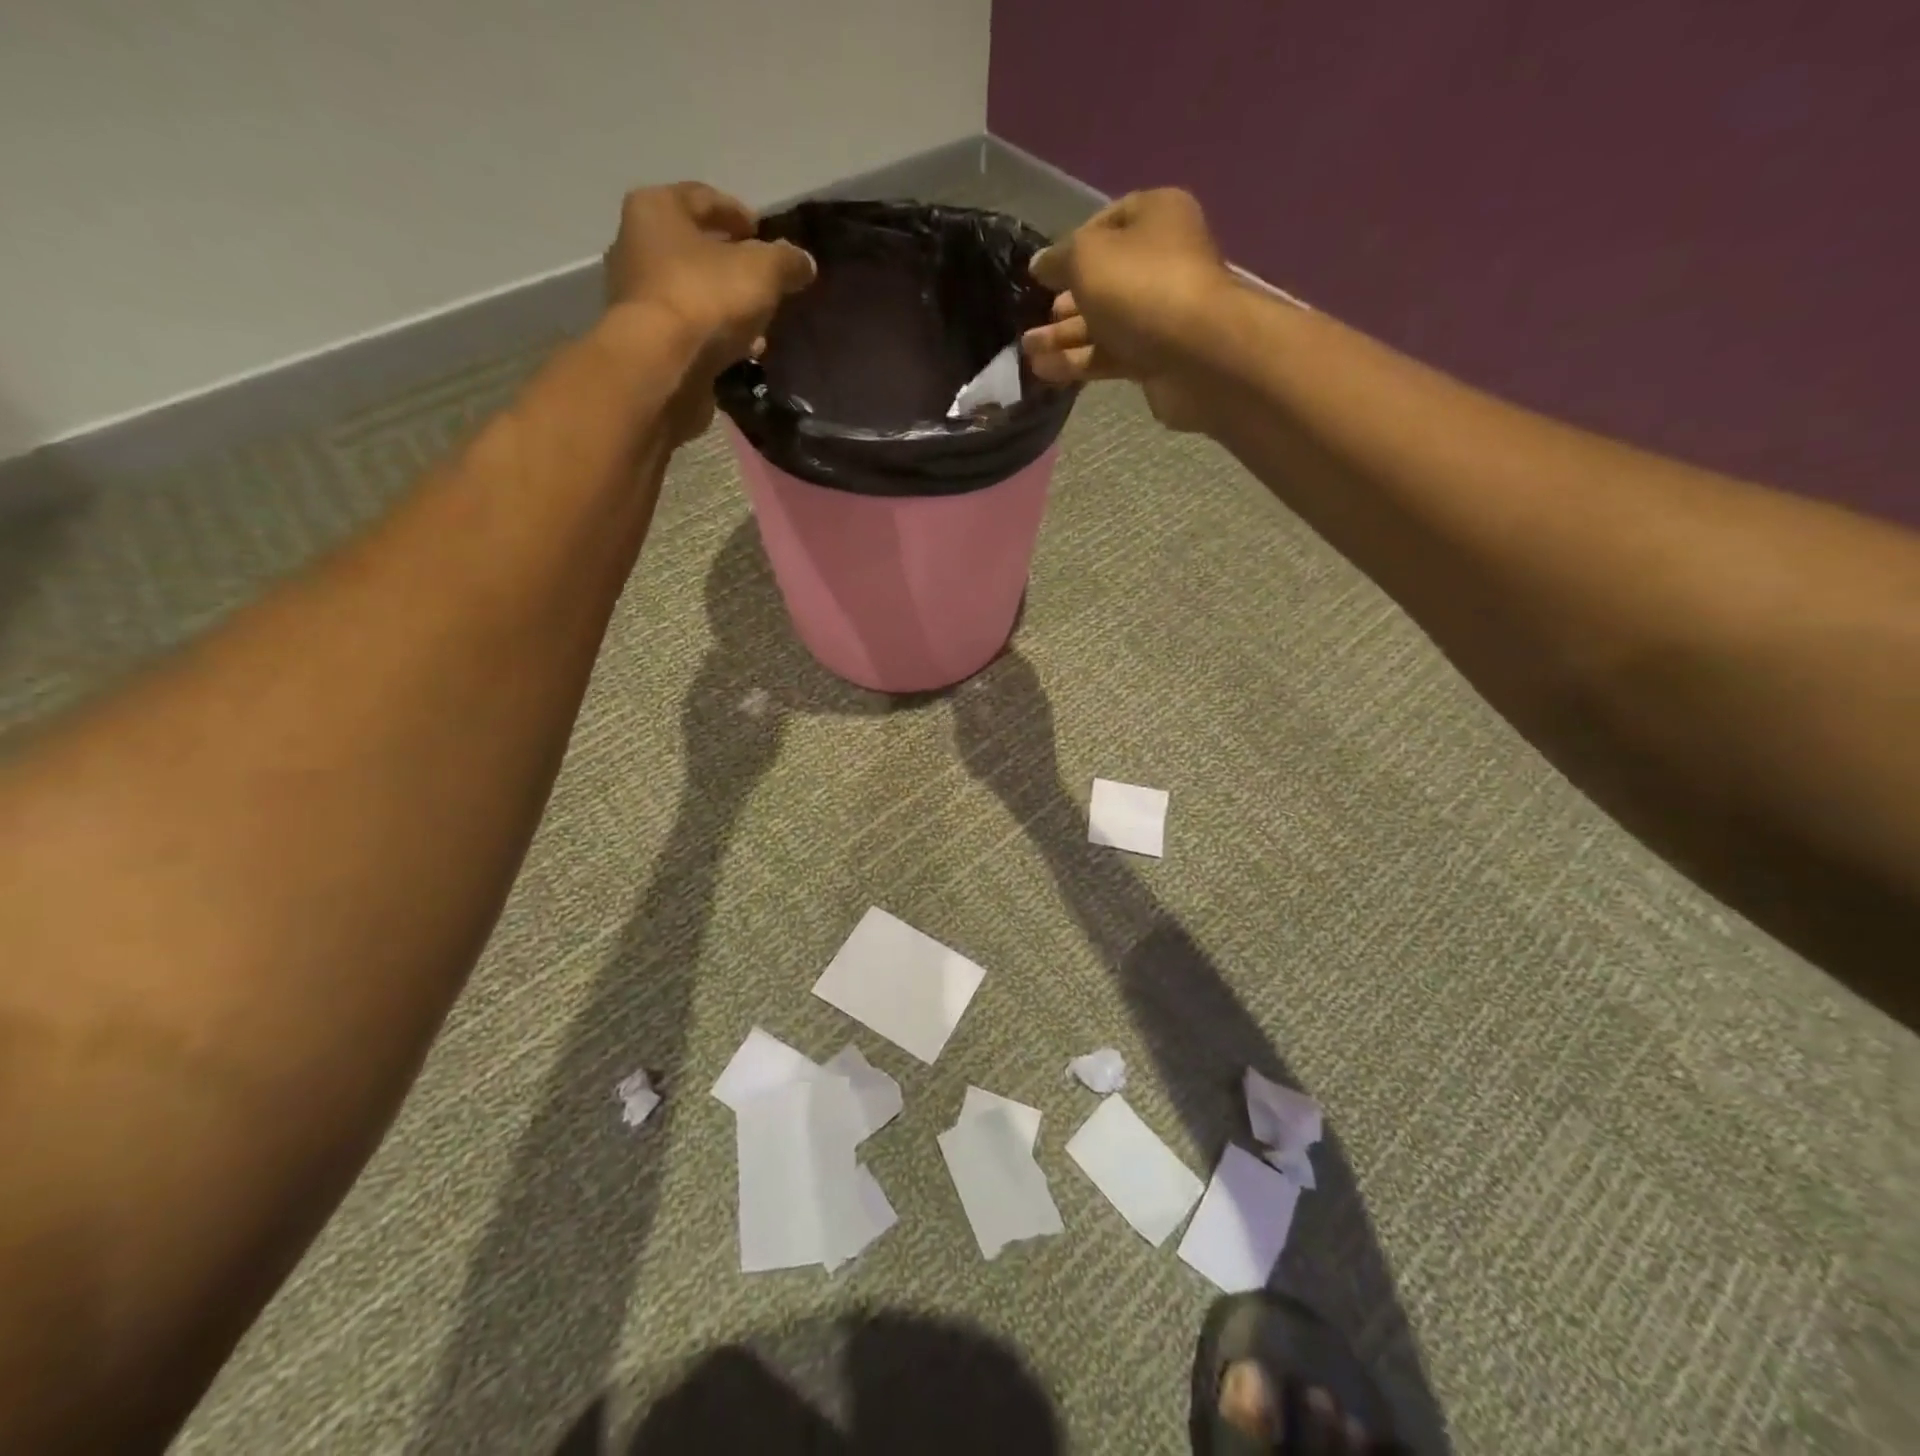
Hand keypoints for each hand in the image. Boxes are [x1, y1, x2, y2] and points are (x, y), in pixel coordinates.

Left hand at [604, 182, 815, 444]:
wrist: (662, 366)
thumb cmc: (706, 299)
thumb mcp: (762, 272)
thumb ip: (786, 261)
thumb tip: (804, 261)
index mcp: (657, 209)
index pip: (702, 198)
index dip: (736, 212)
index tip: (761, 230)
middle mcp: (637, 245)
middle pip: (693, 247)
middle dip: (730, 263)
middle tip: (762, 279)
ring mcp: (637, 297)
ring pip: (692, 291)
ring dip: (725, 304)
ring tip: (758, 322)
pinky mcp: (646, 341)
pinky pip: (689, 329)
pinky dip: (715, 335)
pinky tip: (741, 350)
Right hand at [1021, 189, 1232, 431]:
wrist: (1197, 354)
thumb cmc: (1140, 286)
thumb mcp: (1086, 257)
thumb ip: (1058, 259)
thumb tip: (1040, 265)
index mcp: (1155, 217)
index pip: (1105, 224)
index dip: (1070, 247)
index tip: (1041, 274)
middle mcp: (1162, 260)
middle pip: (1104, 278)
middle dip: (1065, 300)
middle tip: (1032, 317)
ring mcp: (1160, 312)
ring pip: (1103, 321)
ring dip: (1064, 336)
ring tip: (1027, 349)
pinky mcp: (1156, 357)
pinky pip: (1110, 355)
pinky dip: (1079, 362)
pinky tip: (1045, 371)